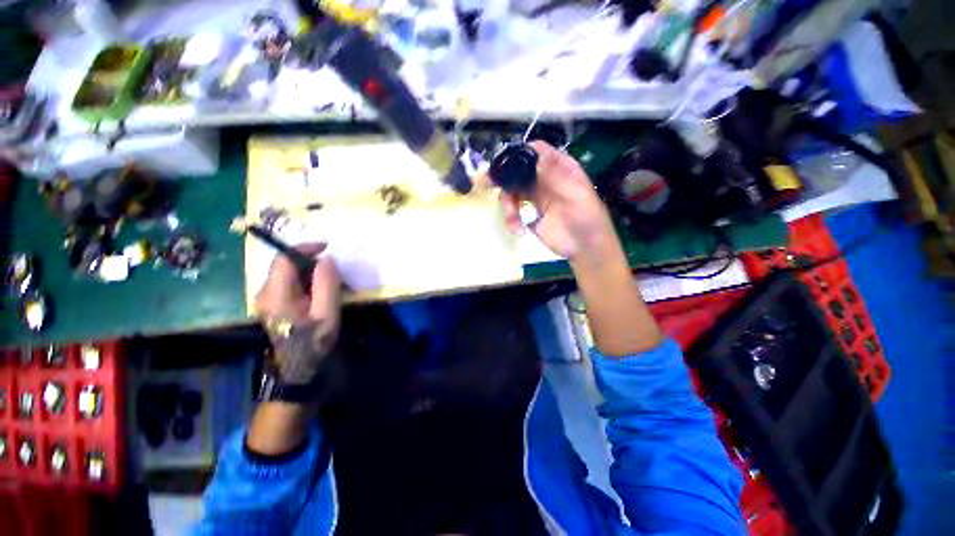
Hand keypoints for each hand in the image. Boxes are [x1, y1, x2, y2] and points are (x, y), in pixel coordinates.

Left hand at [255, 243, 341, 385]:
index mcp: (276, 293)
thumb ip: (326, 283)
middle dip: (310, 261)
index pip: (284, 259)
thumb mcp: (326, 312)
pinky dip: (306, 281)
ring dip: (310, 272)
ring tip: (331, 281)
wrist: (298, 368)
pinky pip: (289, 284)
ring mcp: (267, 299)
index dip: (305, 248)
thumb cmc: (313, 341)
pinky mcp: (273, 304)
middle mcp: (265, 292)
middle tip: (334, 270)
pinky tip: (320, 292)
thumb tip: (327, 259)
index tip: (327, 248)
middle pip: (285, 265)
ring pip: (288, 274)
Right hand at [499, 141, 616, 259]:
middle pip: (518, 171)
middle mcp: (544, 179)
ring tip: (513, 222)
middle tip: (487, 183)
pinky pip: (512, 211)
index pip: (536, 152)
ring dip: (508, 206)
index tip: (505, 164)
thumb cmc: (587, 218)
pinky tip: (518, 230)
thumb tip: (533, 152)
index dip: (519, 154)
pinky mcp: (528, 214)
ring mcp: (535, 197)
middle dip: (504, 179)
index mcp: (558, 168)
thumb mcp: (575, 193)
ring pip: (512, 192)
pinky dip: (511, 220)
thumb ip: (554, 174)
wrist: (584, 248)